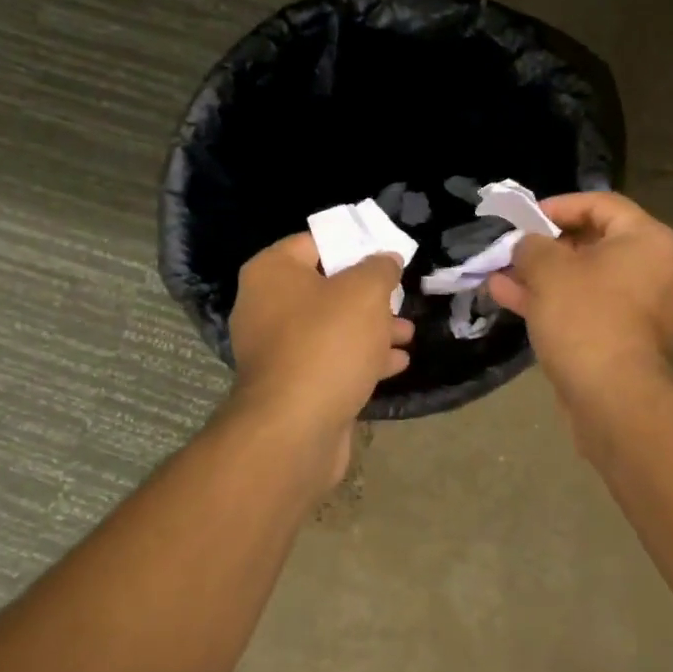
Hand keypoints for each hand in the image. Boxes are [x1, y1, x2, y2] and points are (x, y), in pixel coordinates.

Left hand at [227, 233, 412, 483]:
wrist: (295, 429)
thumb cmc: (328, 343)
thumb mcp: (365, 292)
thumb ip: (380, 268)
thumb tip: (387, 259)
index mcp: (272, 273)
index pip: (315, 242)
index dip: (353, 244)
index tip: (386, 254)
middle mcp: (265, 307)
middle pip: (325, 287)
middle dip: (368, 294)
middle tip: (400, 298)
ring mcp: (276, 349)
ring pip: (332, 327)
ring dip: (371, 329)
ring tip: (407, 334)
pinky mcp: (291, 385)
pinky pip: (330, 360)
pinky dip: (361, 359)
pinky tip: (397, 364)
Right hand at [486, 192, 672, 407]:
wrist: (614, 398)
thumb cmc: (585, 317)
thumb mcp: (548, 269)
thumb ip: (531, 246)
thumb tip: (526, 246)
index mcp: (646, 240)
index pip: (601, 204)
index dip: (559, 205)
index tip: (526, 217)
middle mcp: (652, 269)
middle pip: (592, 242)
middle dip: (545, 245)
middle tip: (512, 247)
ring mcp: (639, 307)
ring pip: (583, 279)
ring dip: (540, 275)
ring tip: (498, 272)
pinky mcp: (623, 339)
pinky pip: (585, 308)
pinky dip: (551, 301)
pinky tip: (506, 297)